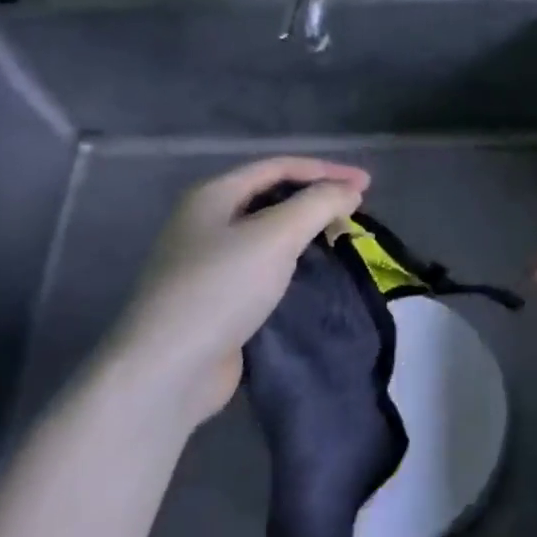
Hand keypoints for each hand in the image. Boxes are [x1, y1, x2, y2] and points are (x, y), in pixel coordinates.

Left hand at [107, 157, 369, 420]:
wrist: (168, 369)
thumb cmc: (221, 288)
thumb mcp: (275, 235)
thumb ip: (318, 204)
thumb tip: (350, 190)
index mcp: (213, 195)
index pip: (278, 167)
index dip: (326, 170)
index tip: (367, 184)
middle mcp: (206, 222)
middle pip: (271, 196)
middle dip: (316, 198)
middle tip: (356, 210)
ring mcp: (207, 262)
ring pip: (267, 233)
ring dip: (306, 230)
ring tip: (342, 237)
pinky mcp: (216, 299)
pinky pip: (262, 267)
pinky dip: (292, 262)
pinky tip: (314, 273)